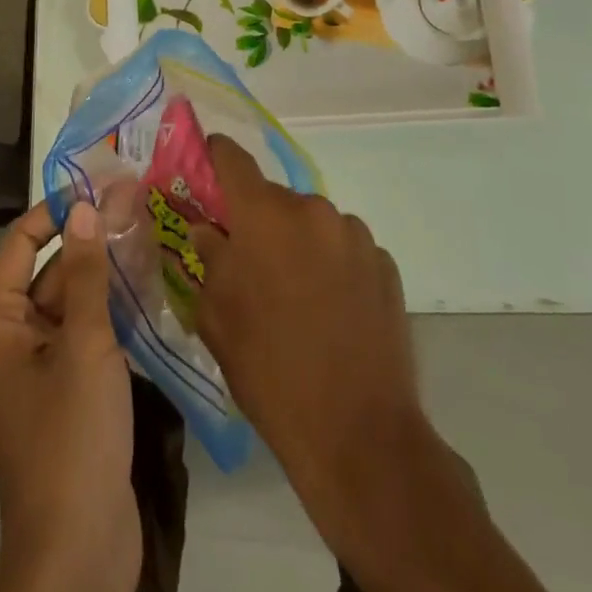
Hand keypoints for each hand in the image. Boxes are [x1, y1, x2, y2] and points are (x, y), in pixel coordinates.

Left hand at [0, 201, 137, 591]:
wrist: (78, 553)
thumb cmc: (70, 437)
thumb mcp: (83, 345)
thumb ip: (85, 272)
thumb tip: (85, 206)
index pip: (21, 241)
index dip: (58, 209)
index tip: (101, 182)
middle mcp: (8, 336)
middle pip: (48, 268)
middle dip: (90, 238)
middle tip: (137, 201)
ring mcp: (37, 365)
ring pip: (70, 299)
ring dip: (104, 271)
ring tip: (148, 230)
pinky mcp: (65, 389)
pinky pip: (83, 331)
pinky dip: (109, 307)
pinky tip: (148, 282)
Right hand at [191, 135, 422, 493]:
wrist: (359, 435)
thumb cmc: (271, 371)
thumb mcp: (218, 318)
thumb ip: (209, 260)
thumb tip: (207, 230)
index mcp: (264, 215)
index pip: (232, 158)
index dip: (214, 156)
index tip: (205, 165)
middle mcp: (311, 209)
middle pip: (274, 198)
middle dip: (258, 221)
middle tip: (250, 263)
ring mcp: (355, 235)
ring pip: (312, 223)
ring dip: (299, 242)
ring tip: (297, 295)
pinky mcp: (385, 264)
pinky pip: (346, 248)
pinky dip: (333, 264)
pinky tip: (332, 309)